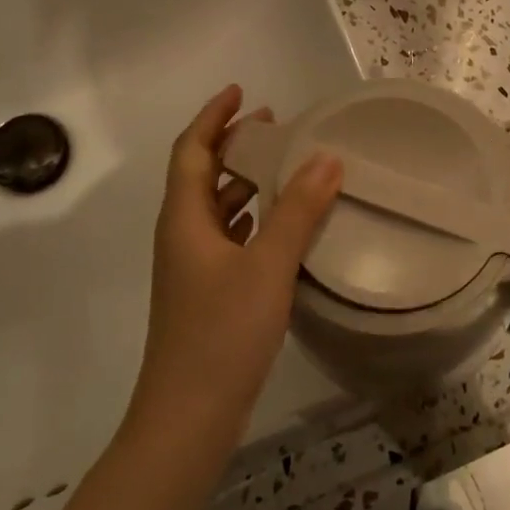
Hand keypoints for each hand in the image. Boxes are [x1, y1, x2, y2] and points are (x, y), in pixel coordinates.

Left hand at [130, 86, 341, 440]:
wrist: (187, 419)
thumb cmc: (221, 334)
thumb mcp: (267, 267)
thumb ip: (298, 211)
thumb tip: (328, 157)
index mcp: (184, 218)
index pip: (193, 149)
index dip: (213, 116)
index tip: (241, 91)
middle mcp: (182, 235)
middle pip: (203, 174)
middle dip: (235, 144)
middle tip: (276, 125)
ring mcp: (192, 267)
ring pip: (217, 208)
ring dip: (246, 182)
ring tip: (286, 166)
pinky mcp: (206, 293)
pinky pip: (229, 237)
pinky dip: (252, 219)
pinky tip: (281, 224)